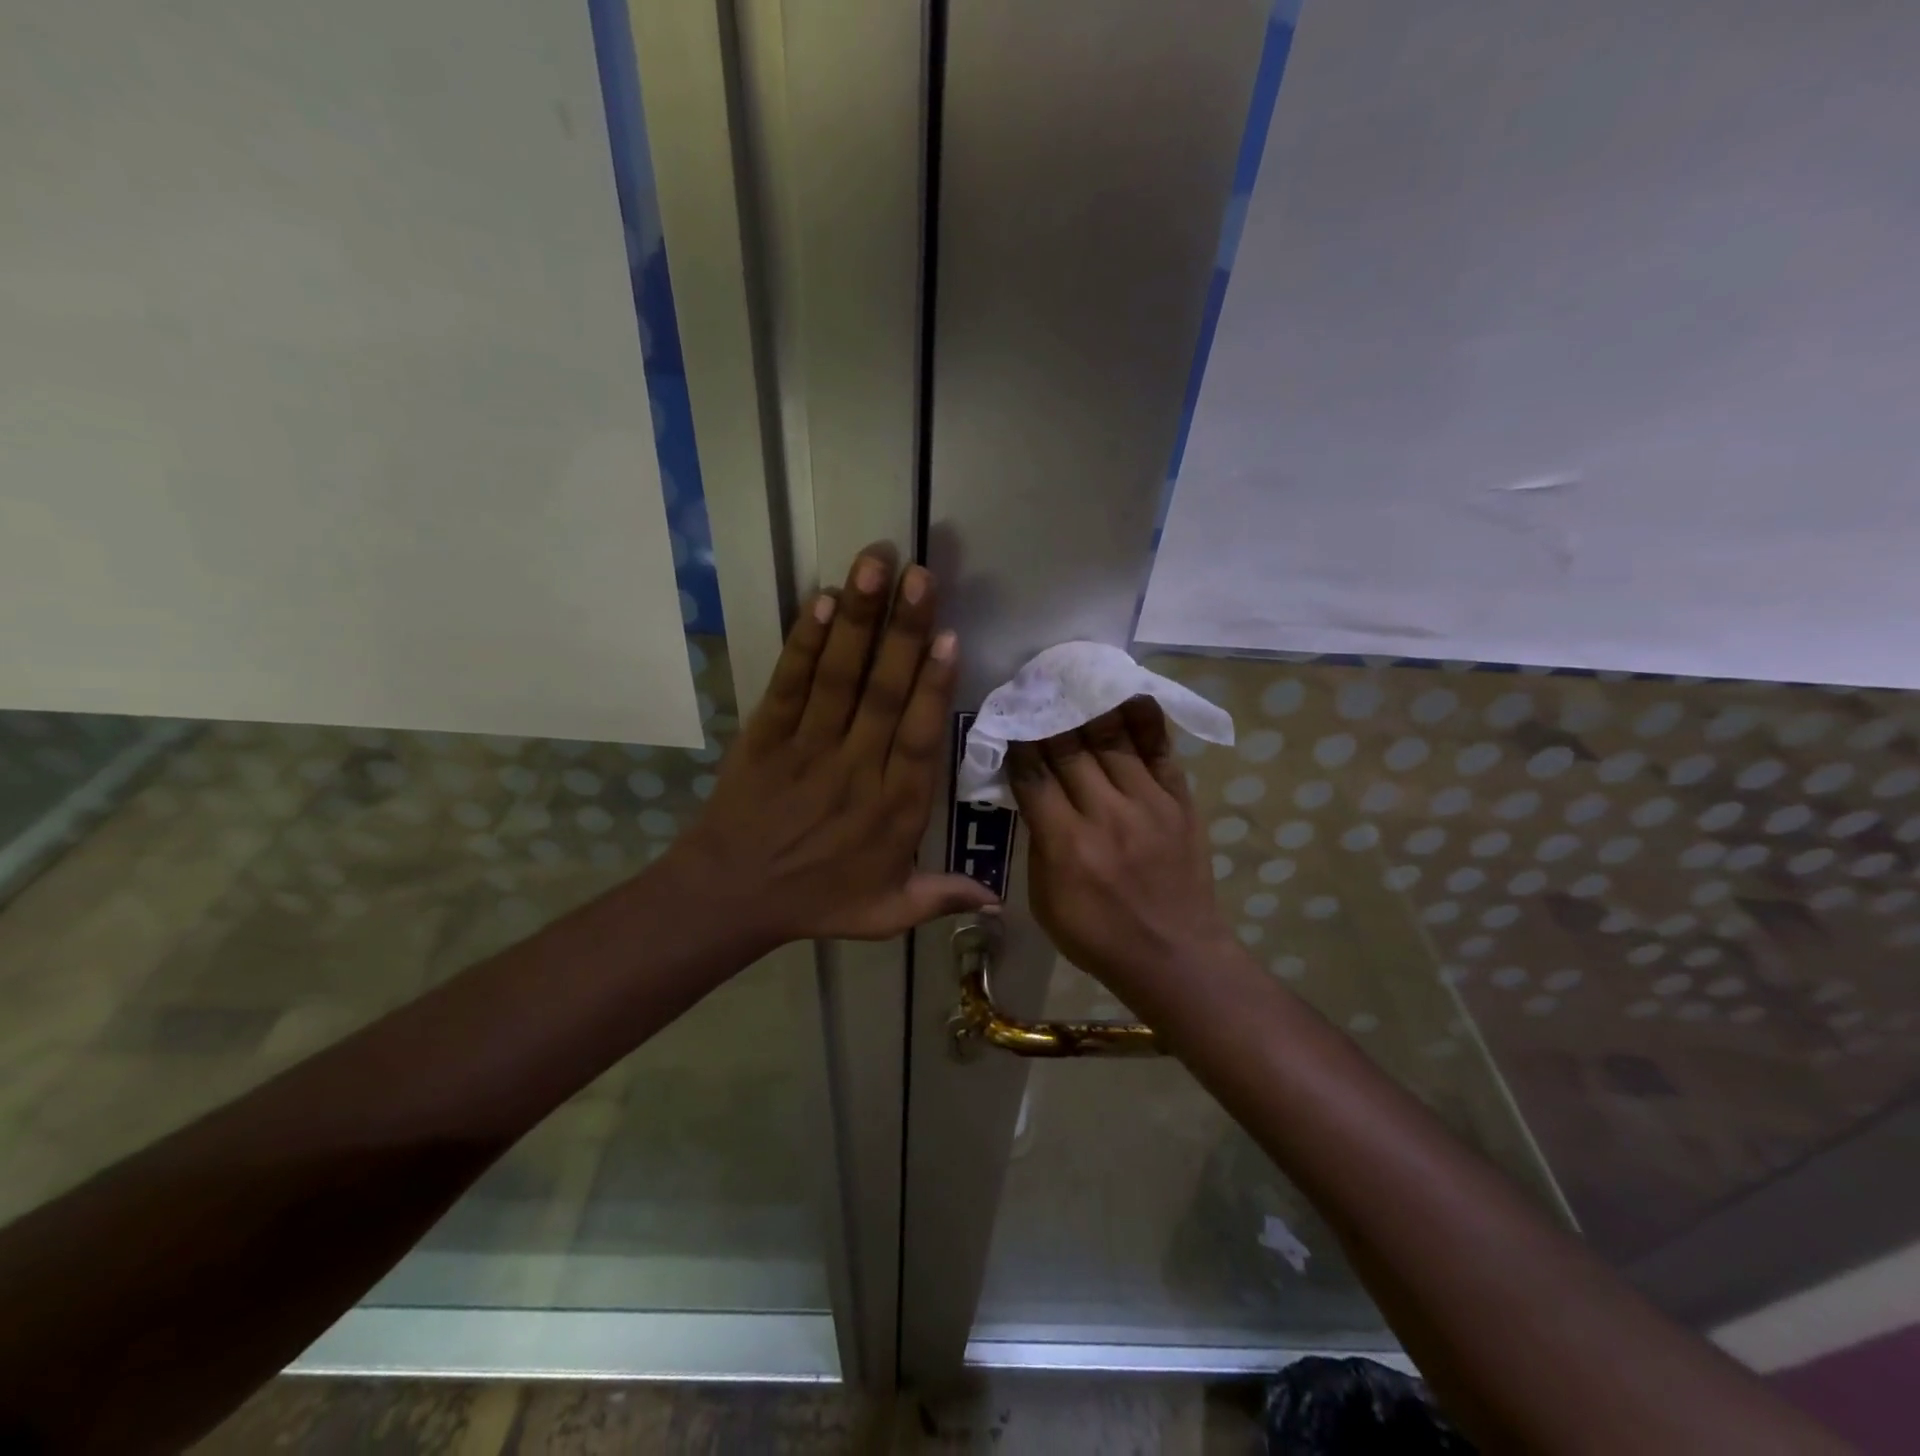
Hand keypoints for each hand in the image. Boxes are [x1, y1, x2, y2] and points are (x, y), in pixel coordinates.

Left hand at [668, 546, 998, 946]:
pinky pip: (789, 684)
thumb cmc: (816, 900)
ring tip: (874, 565)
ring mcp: (807, 748)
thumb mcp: (886, 912)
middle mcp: (854, 769)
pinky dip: (804, 643)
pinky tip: (820, 601)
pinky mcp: (766, 735)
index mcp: (892, 808)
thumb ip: (941, 897)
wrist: (729, 898)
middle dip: (903, 631)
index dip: (933, 688)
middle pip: (882, 693)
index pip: (917, 738)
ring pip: (838, 678)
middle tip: (920, 575)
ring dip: (857, 620)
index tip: (950, 638)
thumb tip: (998, 902)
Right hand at [1008, 698, 1234, 996]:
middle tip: (1036, 687)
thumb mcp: (1046, 900)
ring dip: (1088, 706)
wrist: (1175, 956)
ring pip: (1112, 739)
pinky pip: (1159, 750)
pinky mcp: (1179, 802)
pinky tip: (1128, 693)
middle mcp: (1105, 814)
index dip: (1017, 742)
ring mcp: (1148, 804)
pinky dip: (1143, 720)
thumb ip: (1038, 842)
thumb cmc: (1098, 937)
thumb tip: (1034, 795)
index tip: (1008, 717)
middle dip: (1047, 715)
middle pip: (1069, 748)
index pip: (1033, 775)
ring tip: (1074, 678)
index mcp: (1066, 844)